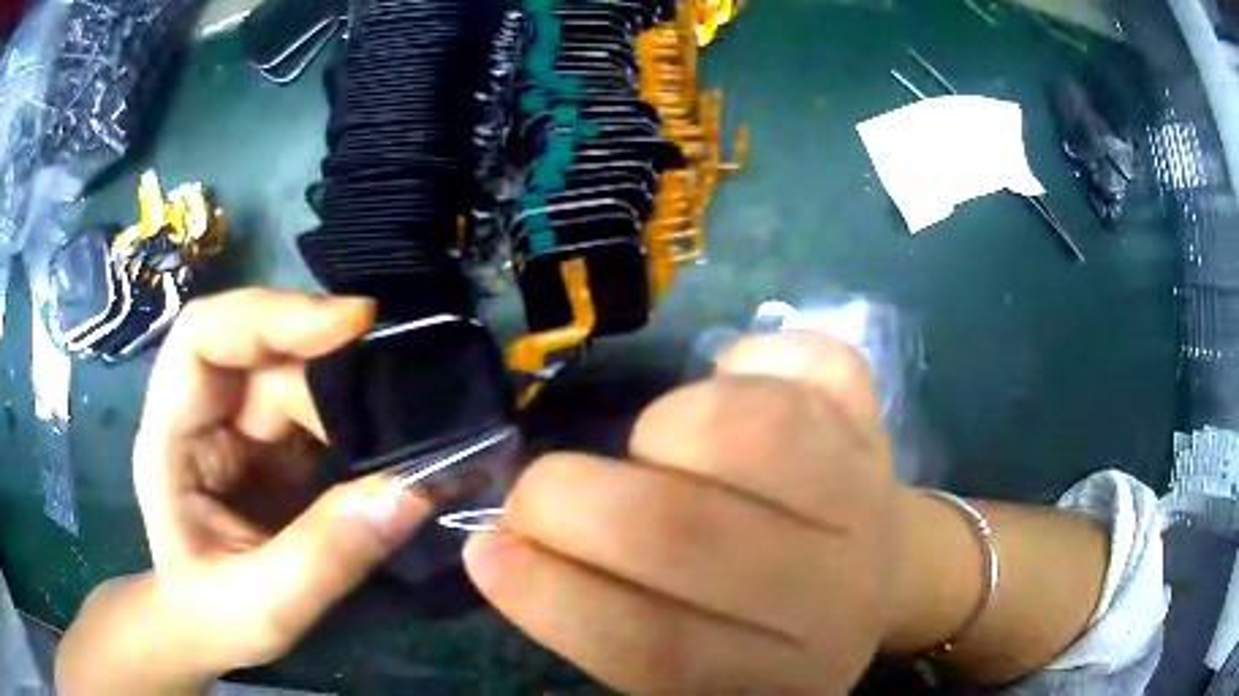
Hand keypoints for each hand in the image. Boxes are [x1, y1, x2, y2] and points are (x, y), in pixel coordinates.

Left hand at [127, 289, 427, 682]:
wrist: (206, 631)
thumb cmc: (214, 619)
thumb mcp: (266, 606)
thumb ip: (327, 554)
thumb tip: (411, 489)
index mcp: (171, 437)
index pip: (203, 336)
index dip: (270, 315)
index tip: (350, 323)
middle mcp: (200, 414)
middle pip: (260, 350)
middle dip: (327, 363)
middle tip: (399, 389)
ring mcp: (235, 427)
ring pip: (294, 377)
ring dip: (347, 399)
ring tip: (400, 434)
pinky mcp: (268, 446)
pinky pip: (314, 411)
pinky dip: (353, 421)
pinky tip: (385, 447)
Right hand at [464, 332, 899, 691]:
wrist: (887, 577)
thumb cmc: (769, 628)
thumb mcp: (693, 661)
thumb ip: (606, 618)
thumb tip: (502, 542)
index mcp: (776, 675)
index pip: (649, 646)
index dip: (547, 595)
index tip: (486, 552)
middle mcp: (832, 594)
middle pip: (685, 533)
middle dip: (569, 499)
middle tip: (539, 495)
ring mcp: (868, 497)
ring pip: (751, 429)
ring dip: (664, 427)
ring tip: (653, 452)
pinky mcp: (879, 427)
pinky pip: (816, 361)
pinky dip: (756, 355)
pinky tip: (736, 385)